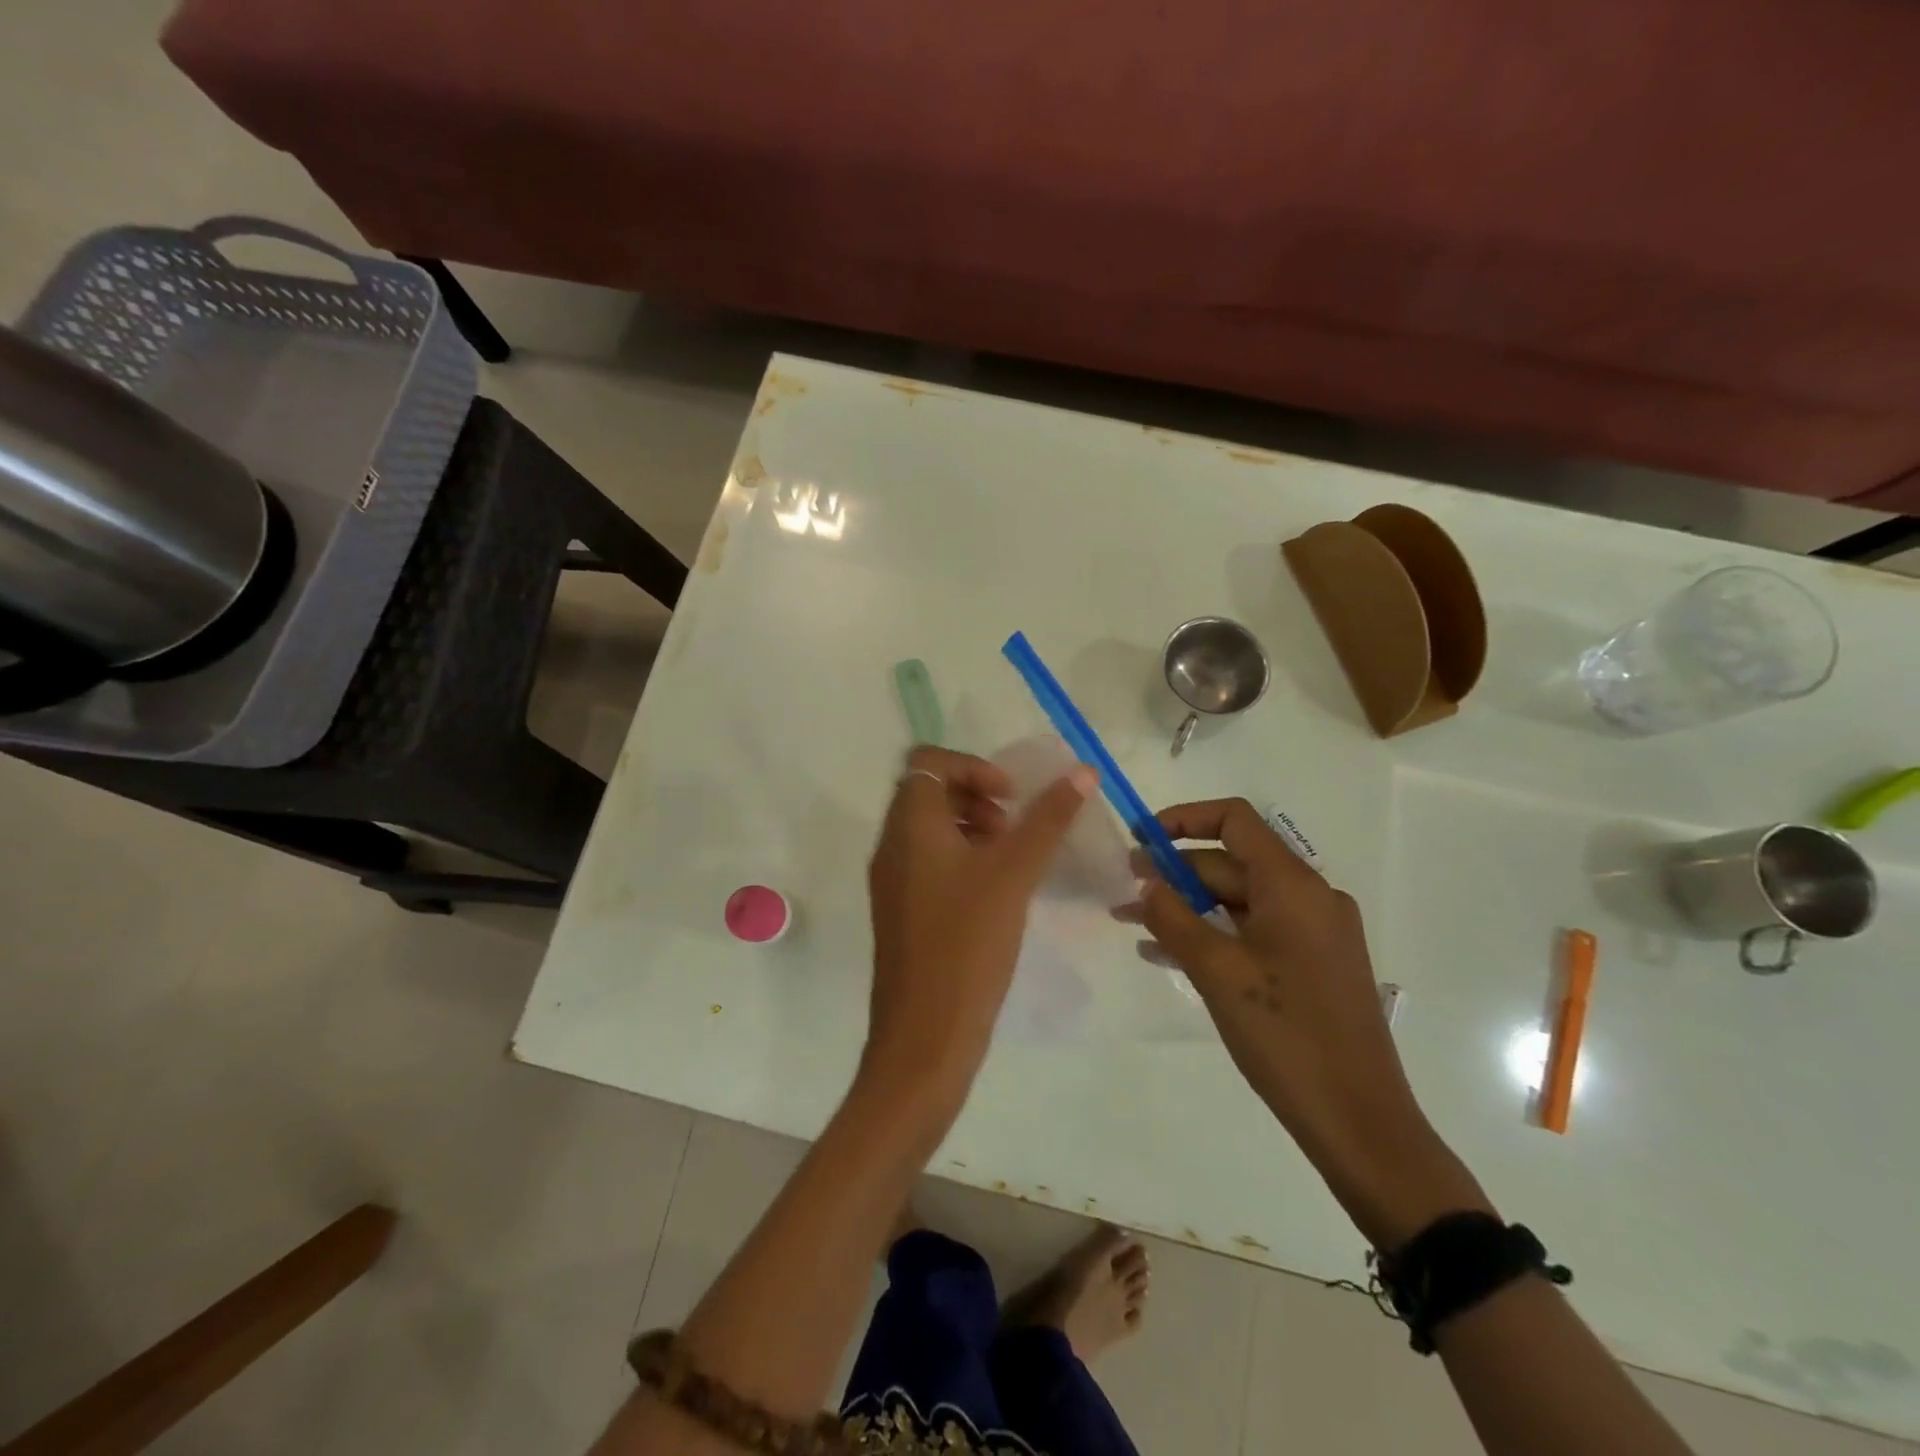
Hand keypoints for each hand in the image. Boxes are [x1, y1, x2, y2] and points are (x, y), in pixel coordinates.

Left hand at [863, 746, 1095, 1114]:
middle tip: (1012, 828)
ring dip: (971, 828)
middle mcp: (892, 846)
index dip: (972, 767)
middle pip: (928, 792)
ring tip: (1010, 860)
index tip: (1010, 798)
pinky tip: (996, 893)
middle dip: (975, 797)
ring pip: (929, 829)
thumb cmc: (967, 944)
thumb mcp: (1013, 874)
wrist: (924, 1036)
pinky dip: (961, 859)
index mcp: (909, 826)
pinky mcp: (901, 912)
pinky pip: (928, 863)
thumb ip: (1048, 819)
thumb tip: (1082, 772)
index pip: (928, 761)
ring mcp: (892, 881)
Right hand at [1134, 799, 1490, 1248]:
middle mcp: (1309, 898)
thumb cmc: (1285, 1035)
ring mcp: (1314, 934)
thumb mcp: (1217, 971)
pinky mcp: (1312, 966)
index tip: (1140, 840)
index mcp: (1293, 886)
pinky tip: (1168, 955)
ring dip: (1187, 907)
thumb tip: (1145, 883)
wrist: (1359, 1122)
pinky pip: (1253, 932)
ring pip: (1239, 901)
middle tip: (1124, 893)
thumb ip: (1173, 918)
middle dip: (1175, 873)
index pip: (1235, 820)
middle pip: (1232, 863)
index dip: (1183, 820)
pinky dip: (1212, 934)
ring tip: (1134, 924)